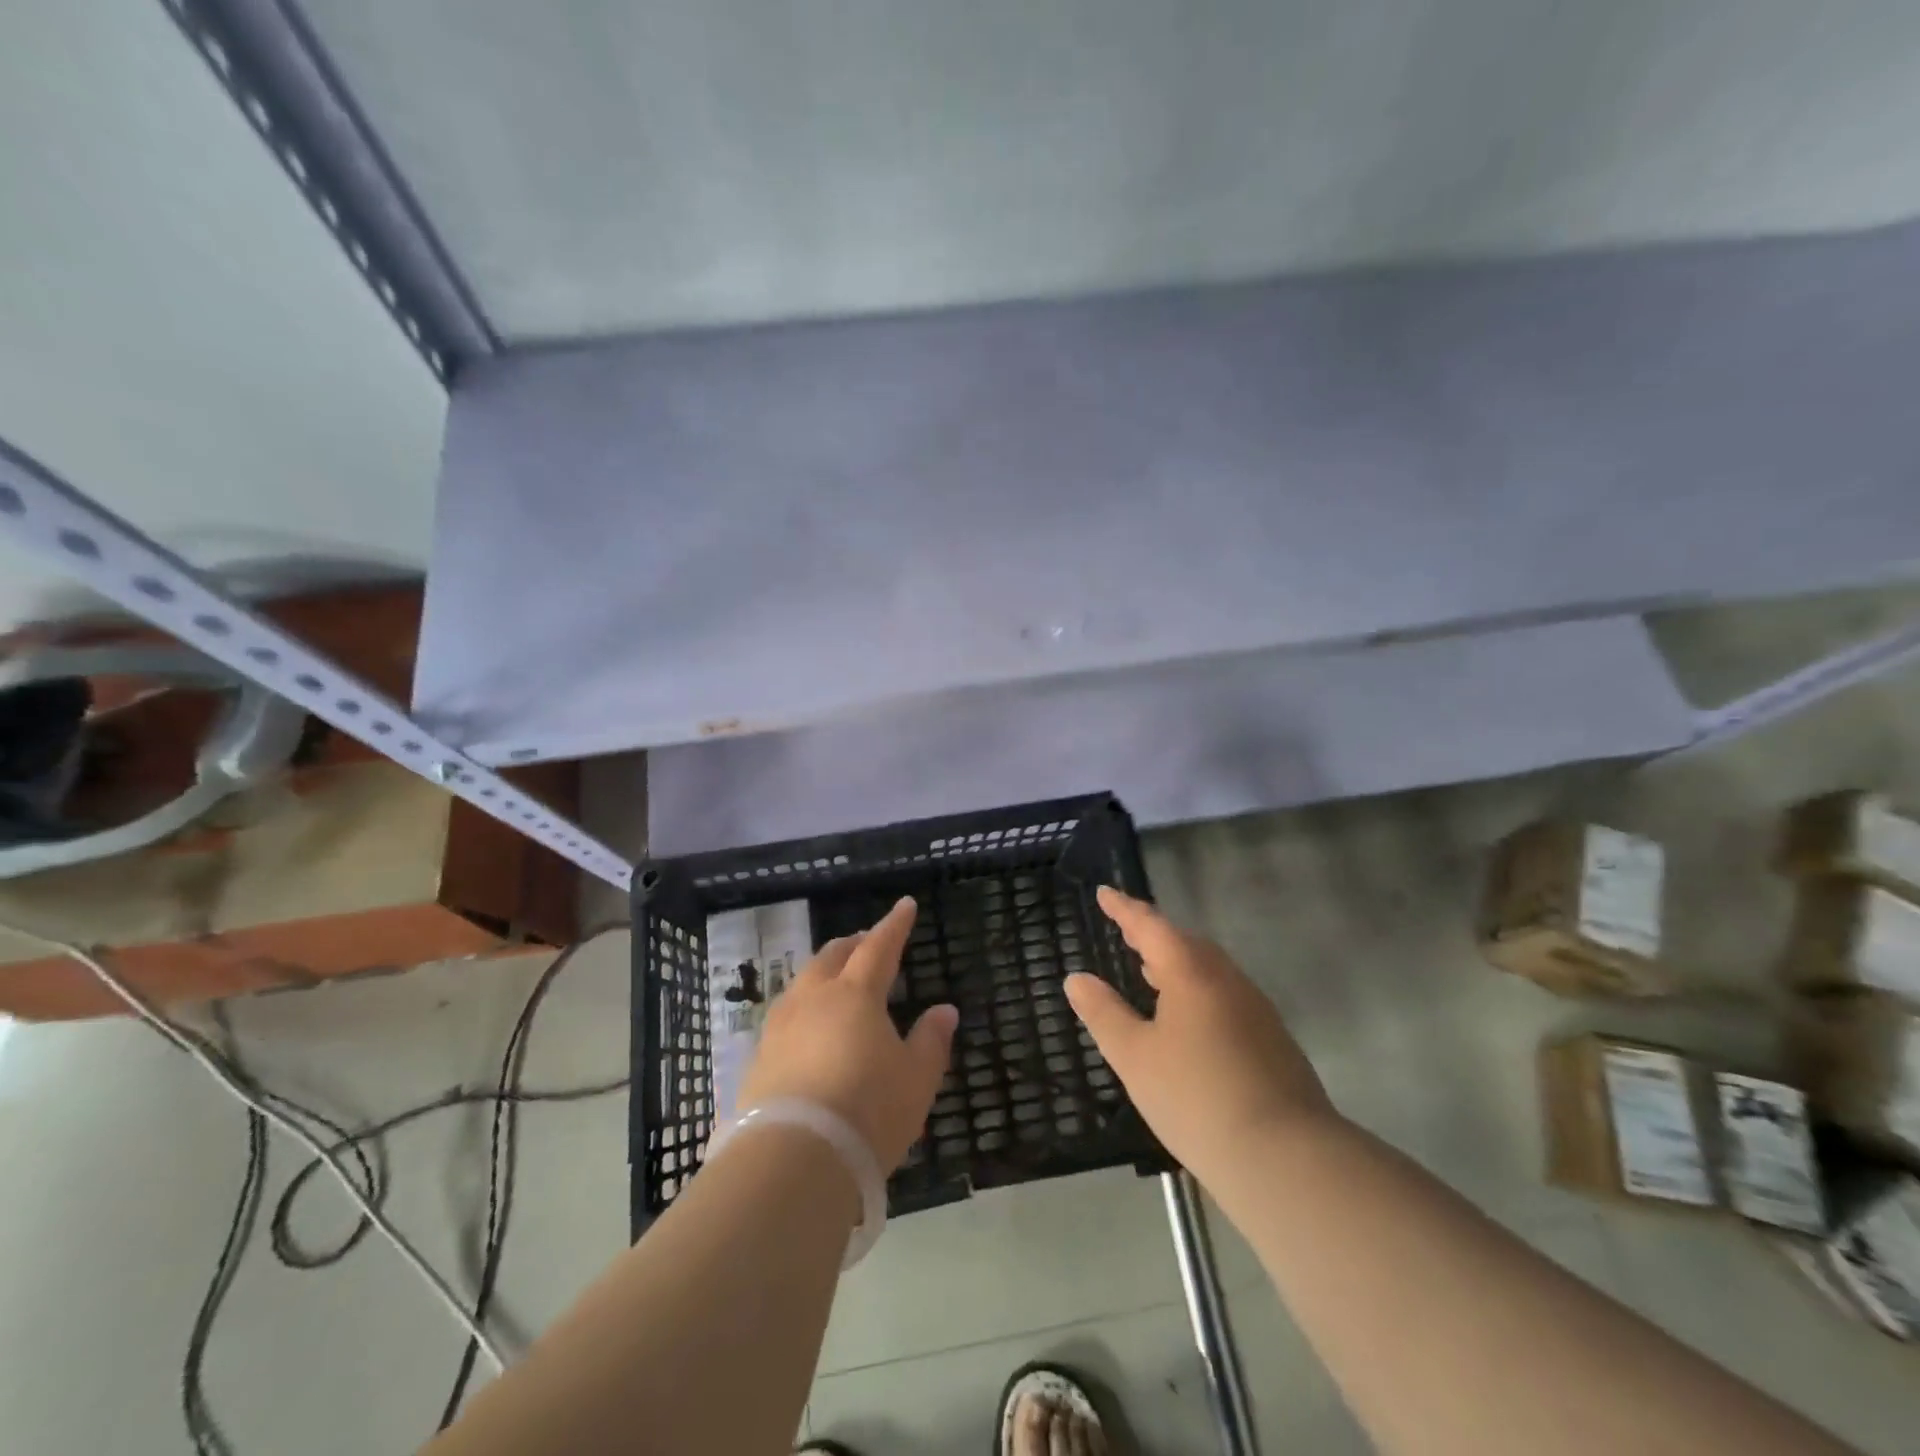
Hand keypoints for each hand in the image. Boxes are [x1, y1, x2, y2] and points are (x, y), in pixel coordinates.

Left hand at [739, 896, 957, 1172]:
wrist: (791, 1160)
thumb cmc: (867, 1111)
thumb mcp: (916, 1080)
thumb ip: (931, 1041)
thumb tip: (944, 1010)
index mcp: (855, 994)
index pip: (879, 947)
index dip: (894, 925)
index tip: (905, 905)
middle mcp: (814, 998)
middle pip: (833, 957)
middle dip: (853, 944)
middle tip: (867, 942)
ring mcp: (780, 1026)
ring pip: (803, 982)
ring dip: (823, 971)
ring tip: (836, 978)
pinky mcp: (758, 1057)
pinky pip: (785, 1014)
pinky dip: (804, 1006)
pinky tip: (807, 1026)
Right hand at [1066, 886, 1335, 1178]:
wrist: (1286, 1158)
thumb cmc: (1196, 1098)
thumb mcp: (1134, 1057)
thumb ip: (1103, 1013)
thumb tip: (1077, 978)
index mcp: (1191, 972)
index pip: (1151, 925)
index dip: (1124, 908)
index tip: (1105, 893)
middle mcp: (1227, 979)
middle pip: (1185, 943)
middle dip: (1153, 934)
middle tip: (1126, 932)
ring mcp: (1256, 1009)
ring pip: (1209, 970)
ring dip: (1177, 964)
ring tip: (1150, 972)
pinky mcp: (1273, 1040)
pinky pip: (1225, 996)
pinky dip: (1197, 991)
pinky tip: (1188, 1021)